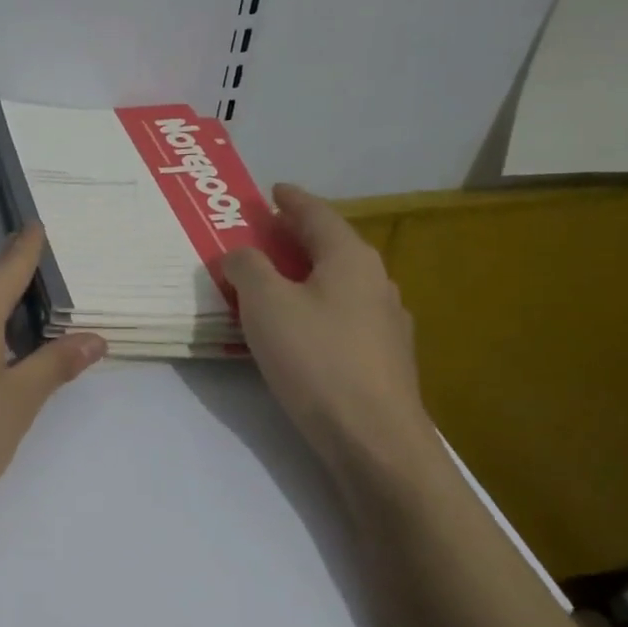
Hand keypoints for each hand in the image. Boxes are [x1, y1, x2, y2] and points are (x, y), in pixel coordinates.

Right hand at [222, 184, 435, 465]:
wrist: (372, 437)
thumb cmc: (315, 358)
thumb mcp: (265, 304)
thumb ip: (248, 268)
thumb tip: (241, 253)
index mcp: (349, 258)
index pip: (317, 215)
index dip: (291, 200)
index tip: (272, 190)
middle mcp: (376, 281)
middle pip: (332, 246)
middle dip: (298, 237)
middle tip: (266, 233)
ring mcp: (386, 321)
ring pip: (340, 283)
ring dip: (308, 274)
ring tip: (279, 280)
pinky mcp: (385, 357)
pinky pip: (344, 315)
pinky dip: (318, 306)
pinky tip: (303, 327)